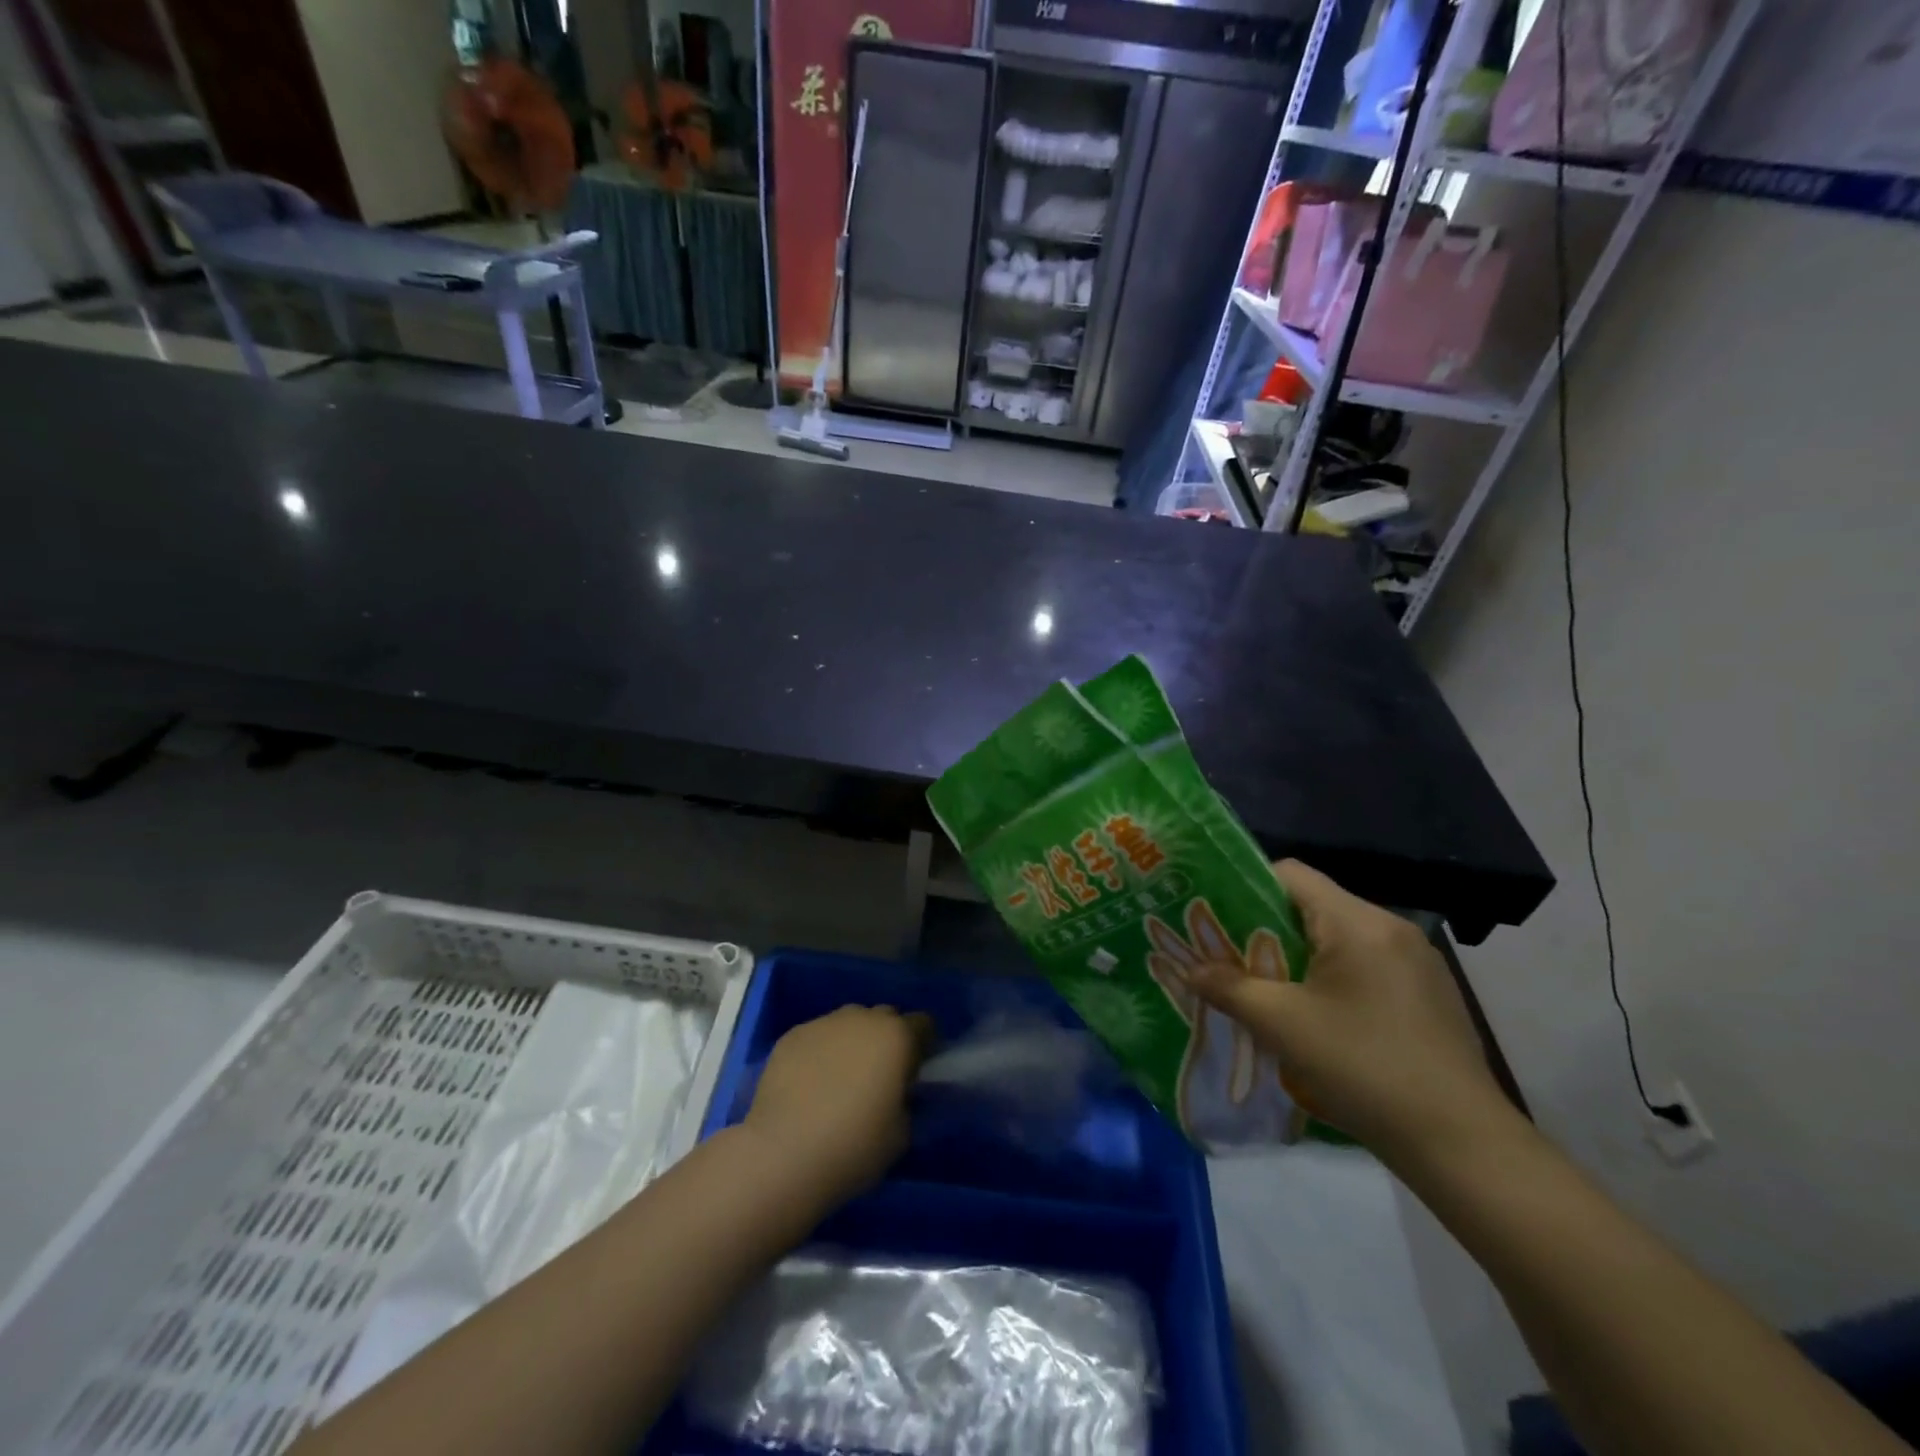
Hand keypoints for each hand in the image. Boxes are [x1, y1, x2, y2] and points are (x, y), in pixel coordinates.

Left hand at [742, 1006, 930, 1215]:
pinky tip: (810, 1084)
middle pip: (884, 1017)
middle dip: (886, 1040)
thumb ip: (906, 1101)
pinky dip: (820, 1053)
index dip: (922, 1045)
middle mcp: (862, 1018)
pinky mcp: (791, 1036)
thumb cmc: (854, 1145)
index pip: (923, 1024)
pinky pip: (817, 1037)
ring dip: (852, 1043)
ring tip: (840, 1079)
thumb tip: (898, 1092)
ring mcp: (823, 1023)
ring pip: (848, 1024)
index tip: (914, 1072)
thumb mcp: (902, 1133)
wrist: (783, 1153)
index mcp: (896, 1036)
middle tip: (878, 1077)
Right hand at [1185, 860, 1511, 1161]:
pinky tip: (1322, 1020)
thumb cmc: (1363, 1067)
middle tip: (1233, 959)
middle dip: (1268, 929)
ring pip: (1340, 939)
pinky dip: (1335, 979)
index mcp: (1358, 922)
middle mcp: (1392, 928)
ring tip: (1271, 991)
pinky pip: (1368, 967)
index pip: (1291, 874)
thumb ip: (1230, 988)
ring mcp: (1418, 962)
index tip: (1217, 919)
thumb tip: (1192, 970)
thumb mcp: (1282, 1026)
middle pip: (1315, 907)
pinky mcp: (1431, 995)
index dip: (1246, 888)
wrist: (1461, 1143)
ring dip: (1301, 958)